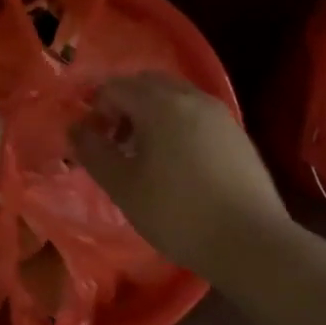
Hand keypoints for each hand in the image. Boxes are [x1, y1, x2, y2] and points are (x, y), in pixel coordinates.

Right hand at [69, 72, 290, 272]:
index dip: (95, 108)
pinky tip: (176, 161)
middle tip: (114, 141)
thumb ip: (93, 151)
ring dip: (150, 113)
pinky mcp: (236, 133)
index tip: (92, 140)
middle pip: (146, 83)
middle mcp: (191, 97)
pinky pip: (195, 113)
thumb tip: (75, 128)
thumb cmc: (177, 213)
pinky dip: (176, 123)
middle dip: (123, 104)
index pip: (114, 87)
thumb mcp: (123, 186)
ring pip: (173, 96)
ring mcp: (218, 113)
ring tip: (144, 153)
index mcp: (159, 104)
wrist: (250, 241)